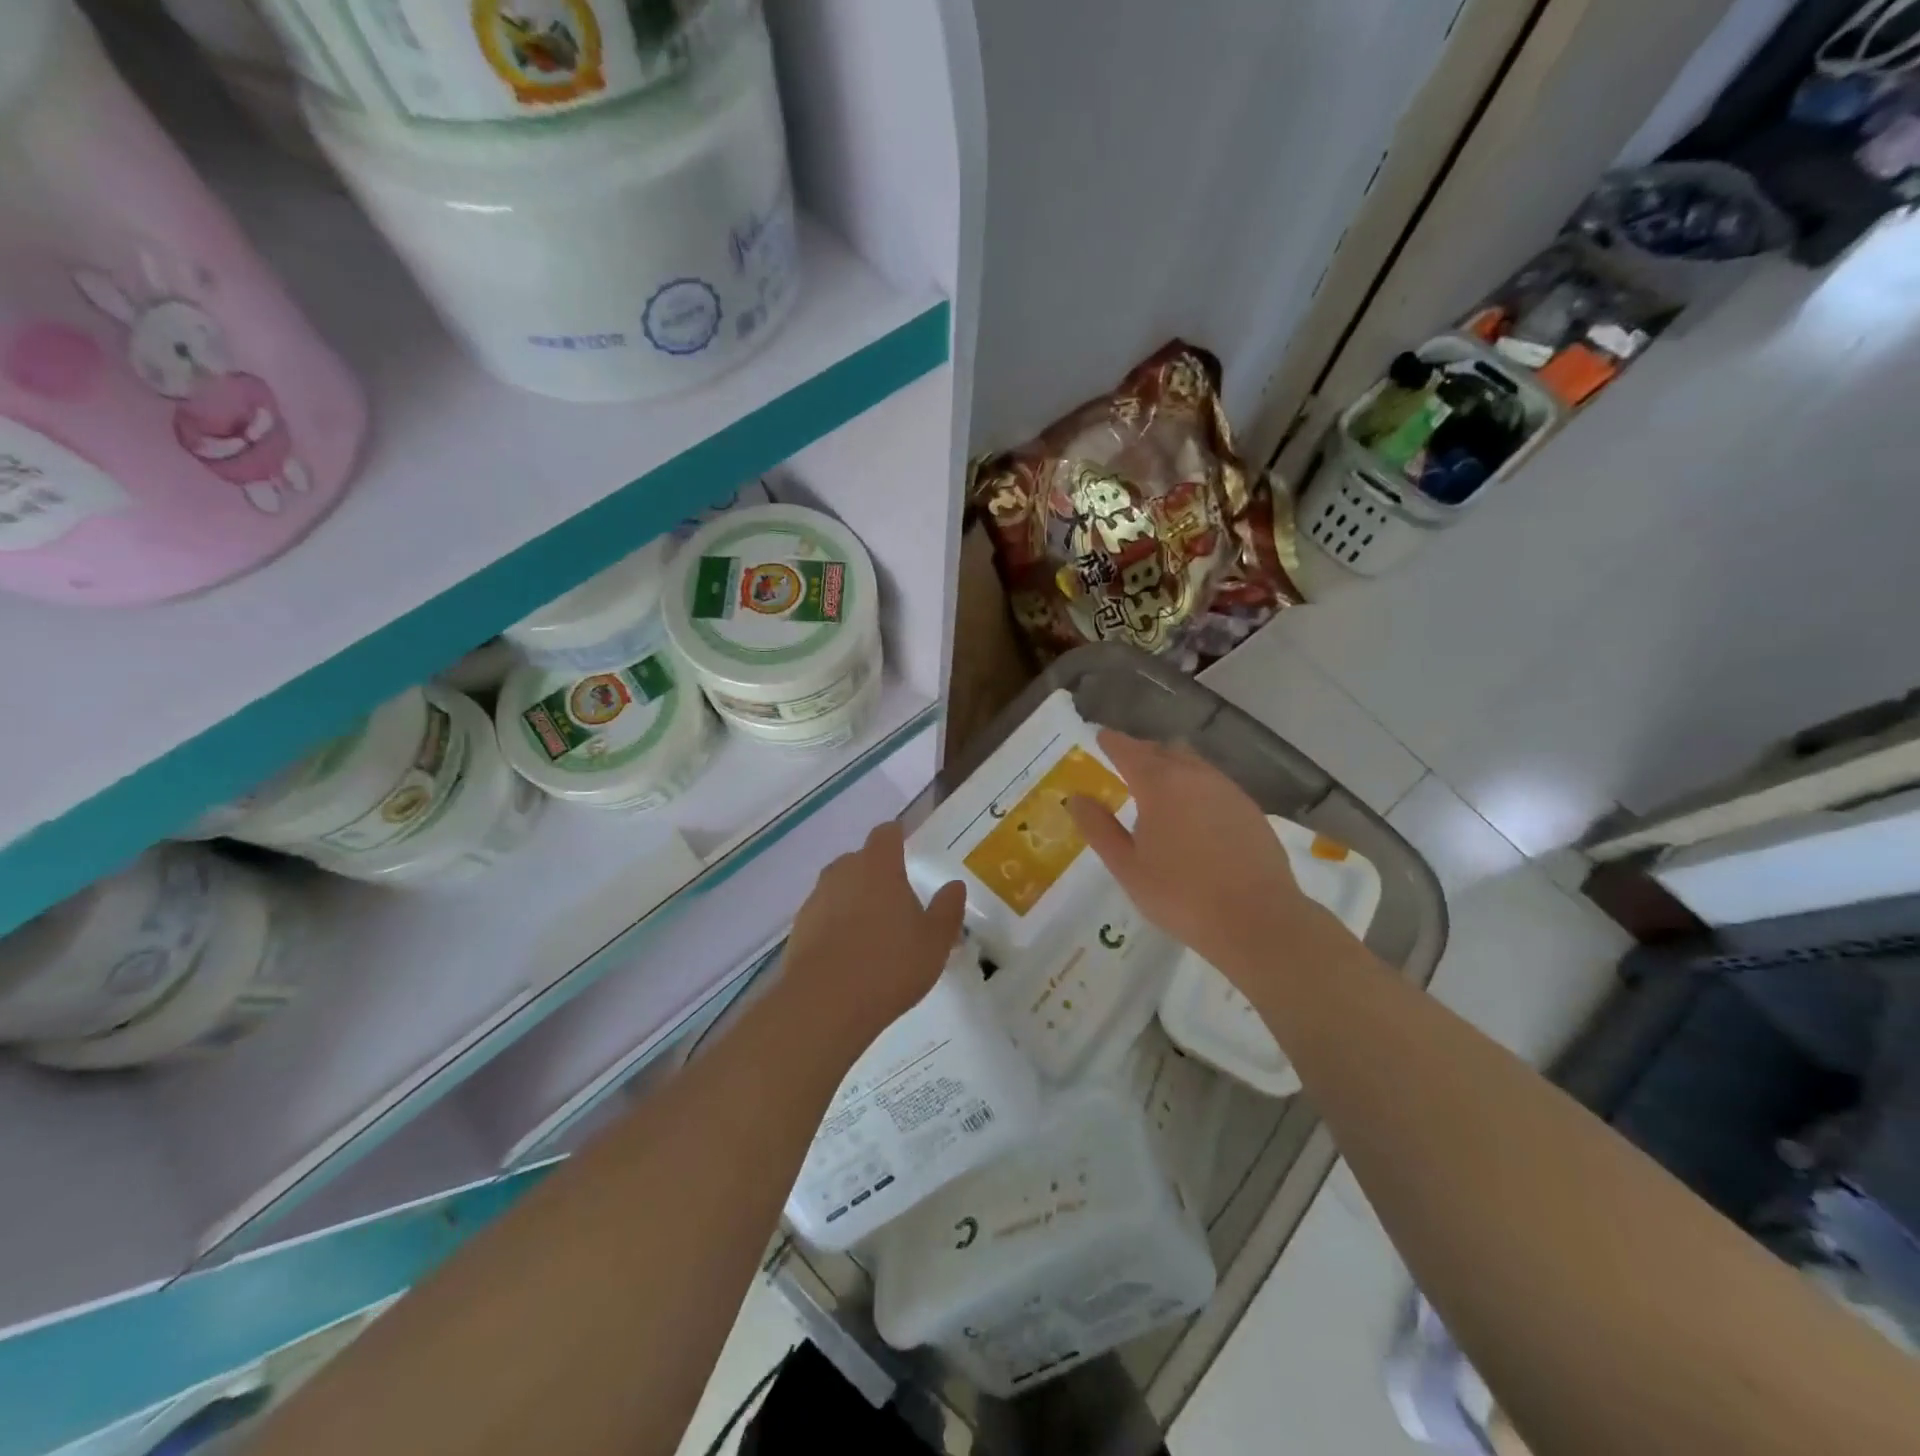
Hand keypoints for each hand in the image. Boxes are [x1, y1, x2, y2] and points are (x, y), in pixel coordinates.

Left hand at [782, 822, 966, 1041]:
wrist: (824, 1004)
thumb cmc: (890, 964)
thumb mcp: (935, 941)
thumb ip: (947, 909)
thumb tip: (954, 885)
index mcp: (878, 866)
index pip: (886, 833)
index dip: (897, 837)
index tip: (906, 846)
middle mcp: (843, 873)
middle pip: (860, 860)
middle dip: (876, 873)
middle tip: (896, 900)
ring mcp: (816, 900)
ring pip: (839, 888)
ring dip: (854, 900)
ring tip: (873, 932)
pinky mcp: (798, 929)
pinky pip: (824, 916)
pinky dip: (836, 926)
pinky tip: (850, 955)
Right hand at [1066, 730, 1329, 980]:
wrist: (1258, 920)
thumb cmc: (1181, 895)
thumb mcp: (1127, 867)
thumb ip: (1099, 828)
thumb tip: (1076, 798)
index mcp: (1160, 785)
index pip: (1129, 750)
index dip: (1112, 742)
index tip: (1101, 737)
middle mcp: (1195, 776)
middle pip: (1164, 750)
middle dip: (1142, 752)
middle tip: (1125, 764)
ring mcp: (1228, 791)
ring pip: (1193, 764)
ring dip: (1172, 767)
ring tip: (1158, 788)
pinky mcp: (1250, 809)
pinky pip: (1215, 784)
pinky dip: (1196, 787)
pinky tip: (1193, 814)